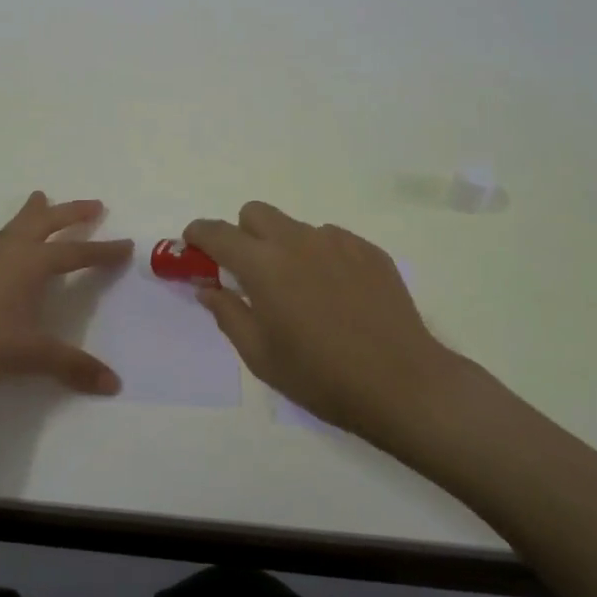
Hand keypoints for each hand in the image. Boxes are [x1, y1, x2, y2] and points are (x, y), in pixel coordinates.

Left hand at [0, 192, 133, 396]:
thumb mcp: (31, 355)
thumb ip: (72, 367)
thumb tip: (115, 384)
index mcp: (33, 266)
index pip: (77, 254)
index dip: (103, 251)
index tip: (126, 245)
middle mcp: (9, 252)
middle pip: (47, 224)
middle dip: (72, 214)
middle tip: (93, 204)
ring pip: (10, 227)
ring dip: (29, 213)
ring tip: (41, 195)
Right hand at [186, 202, 514, 467]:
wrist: (403, 384)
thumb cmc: (321, 377)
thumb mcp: (261, 356)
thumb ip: (228, 313)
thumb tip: (207, 287)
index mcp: (263, 266)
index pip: (217, 233)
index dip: (198, 235)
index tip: (192, 246)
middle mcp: (297, 241)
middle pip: (255, 213)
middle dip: (242, 233)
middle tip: (249, 272)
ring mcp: (337, 242)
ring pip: (295, 227)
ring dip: (284, 247)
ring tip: (301, 291)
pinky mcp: (369, 251)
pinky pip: (331, 240)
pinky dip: (320, 257)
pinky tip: (336, 295)